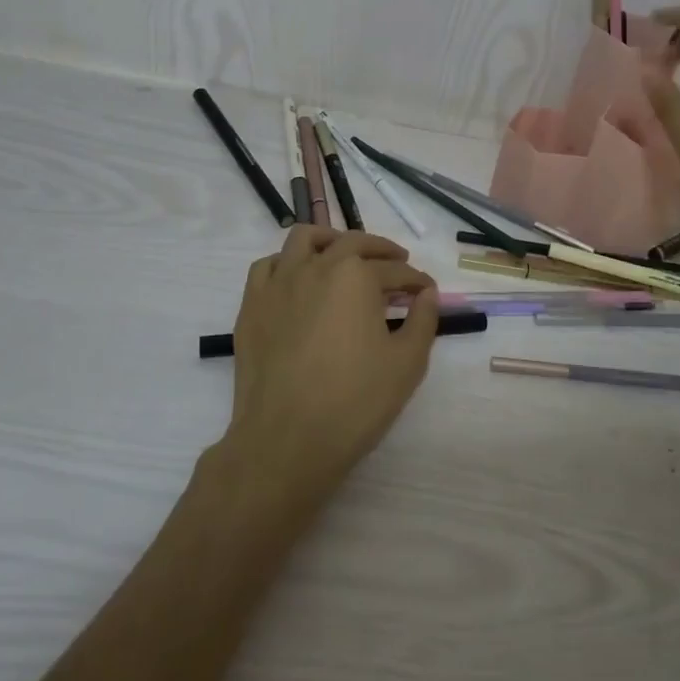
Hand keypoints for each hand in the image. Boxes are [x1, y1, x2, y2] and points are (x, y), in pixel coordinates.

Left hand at [217, 226, 440, 499]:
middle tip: (397, 265)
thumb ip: (423, 321)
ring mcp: (279, 283)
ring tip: (345, 255)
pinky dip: (287, 263)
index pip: (395, 271)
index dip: (416, 281)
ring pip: (305, 239)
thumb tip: (427, 294)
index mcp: (356, 277)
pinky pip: (268, 266)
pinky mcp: (252, 305)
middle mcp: (317, 267)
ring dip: (331, 240)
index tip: (427, 292)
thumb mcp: (407, 364)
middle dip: (381, 250)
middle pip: (353, 243)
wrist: (285, 441)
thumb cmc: (354, 401)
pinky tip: (299, 280)